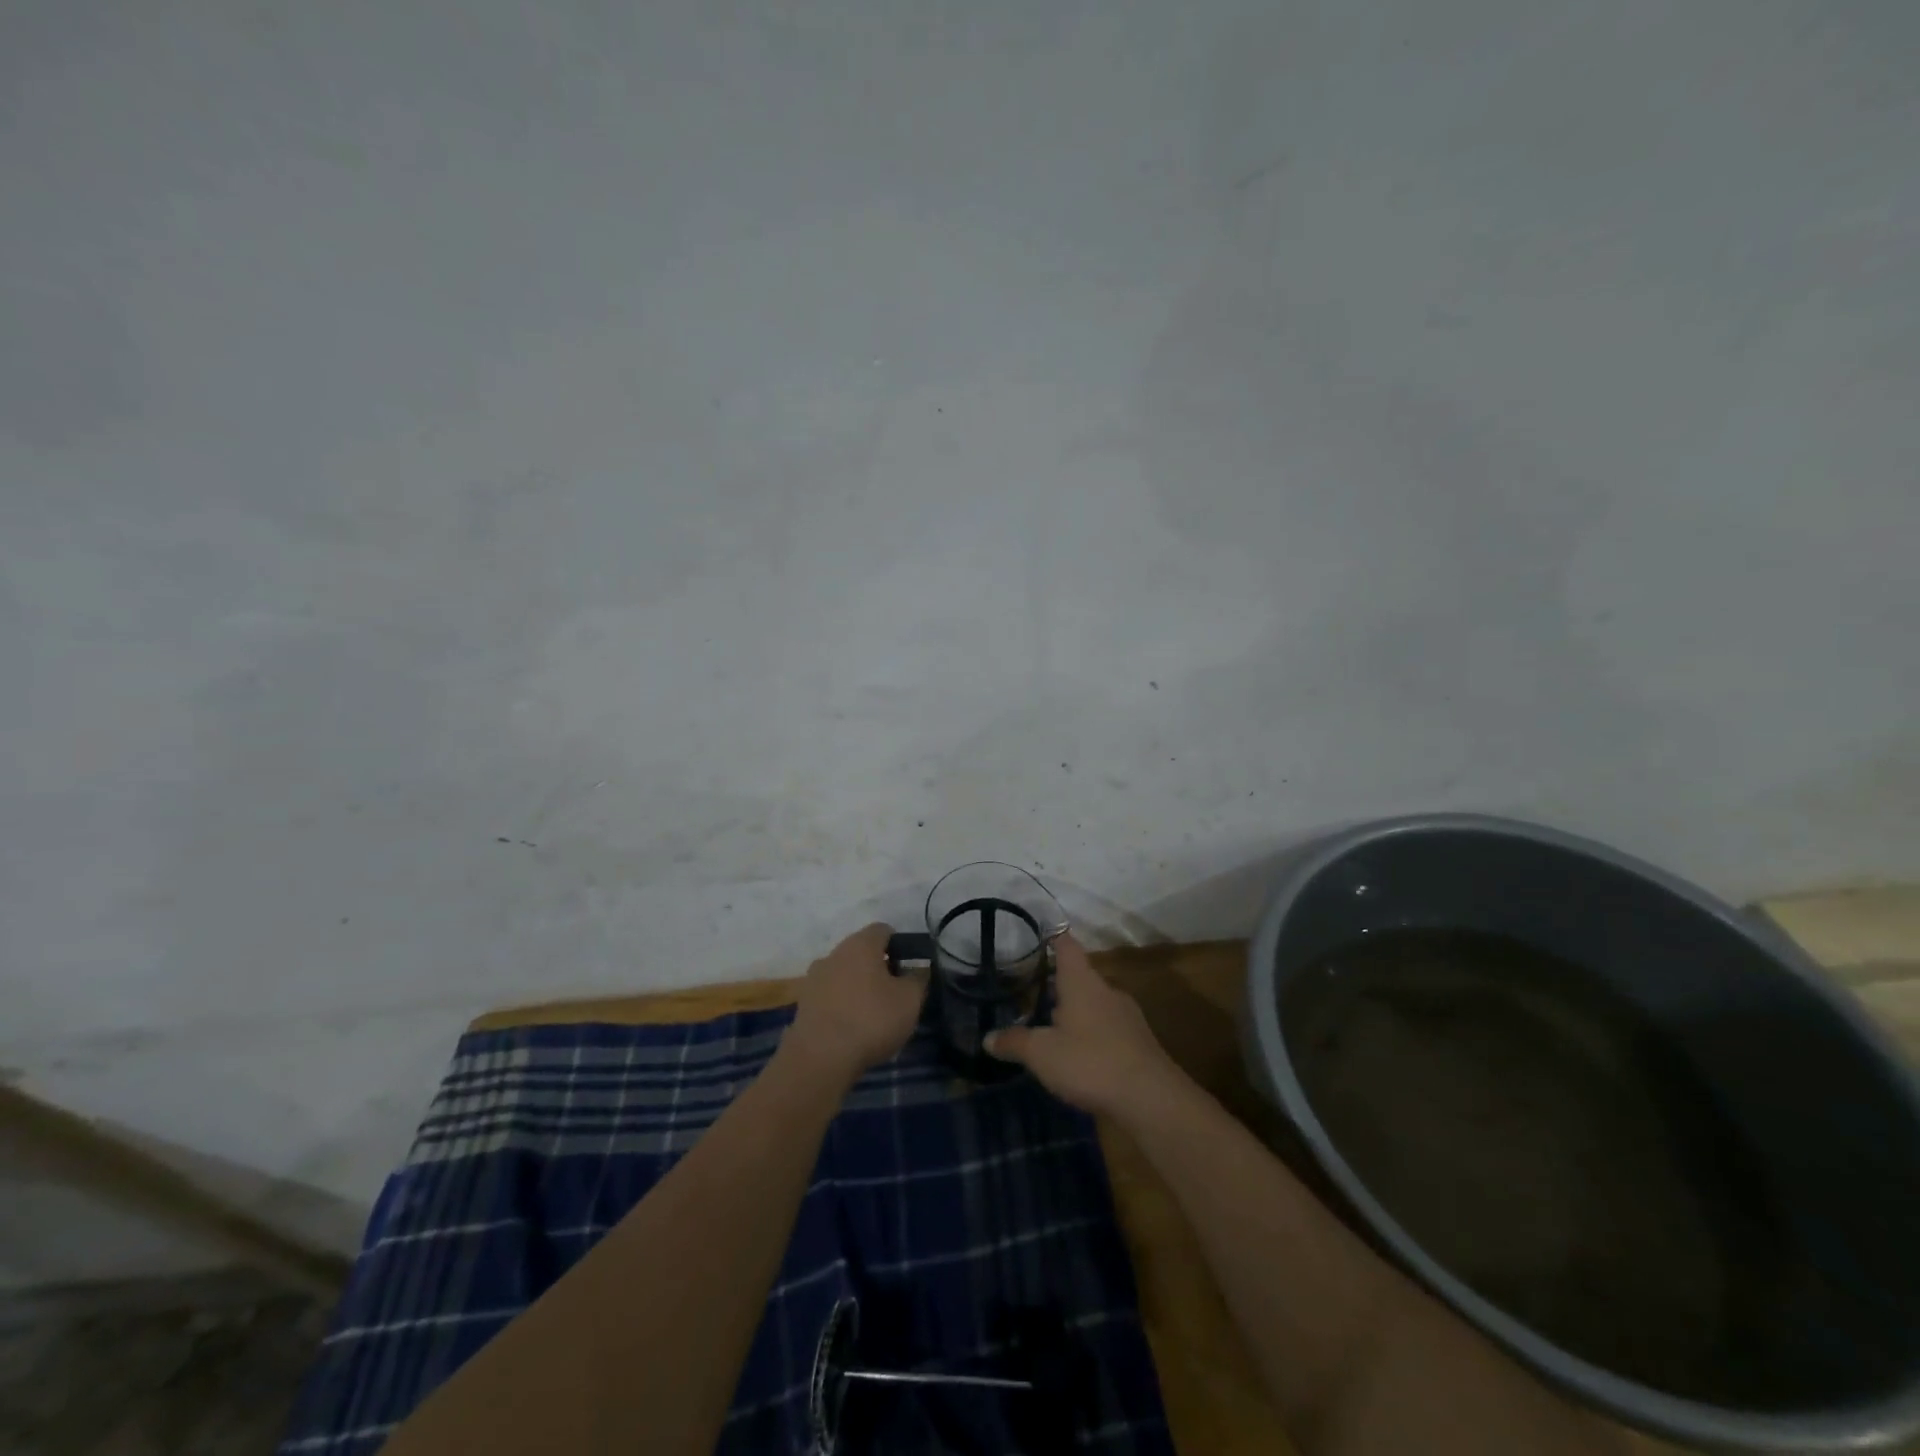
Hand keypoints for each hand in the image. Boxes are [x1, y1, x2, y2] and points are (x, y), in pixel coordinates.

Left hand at [784, 923, 928, 1083]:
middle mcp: (834, 953)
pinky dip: (842, 1004)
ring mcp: (814, 978)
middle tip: (895, 994)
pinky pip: (830, 995)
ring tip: (873, 1015)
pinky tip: (852, 1028)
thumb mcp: (910, 1000)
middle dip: (879, 968)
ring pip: (844, 973)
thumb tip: (917, 971)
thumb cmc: (871, 1020)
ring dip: (859, 987)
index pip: (883, 930)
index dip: (900, 945)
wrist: (819, 1058)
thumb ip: (918, 979)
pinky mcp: (803, 1003)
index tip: (909, 969)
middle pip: (862, 952)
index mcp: (860, 944)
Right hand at [985, 933, 1180, 1117]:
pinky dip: (1093, 1034)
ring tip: (1053, 1027)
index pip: (1067, 946)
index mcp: (1082, 982)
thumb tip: (987, 1038)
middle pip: (1081, 977)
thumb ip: (1015, 1042)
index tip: (1042, 934)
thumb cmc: (1091, 1062)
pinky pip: (1109, 1028)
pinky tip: (1082, 1056)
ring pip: (1095, 1004)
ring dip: (1076, 1012)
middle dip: (1060, 984)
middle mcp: (1106, 991)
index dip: (1054, 938)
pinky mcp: (1139, 1042)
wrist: (1152, 1098)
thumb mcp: (1042, 1054)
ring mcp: (1127, 1016)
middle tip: (1035, 993)